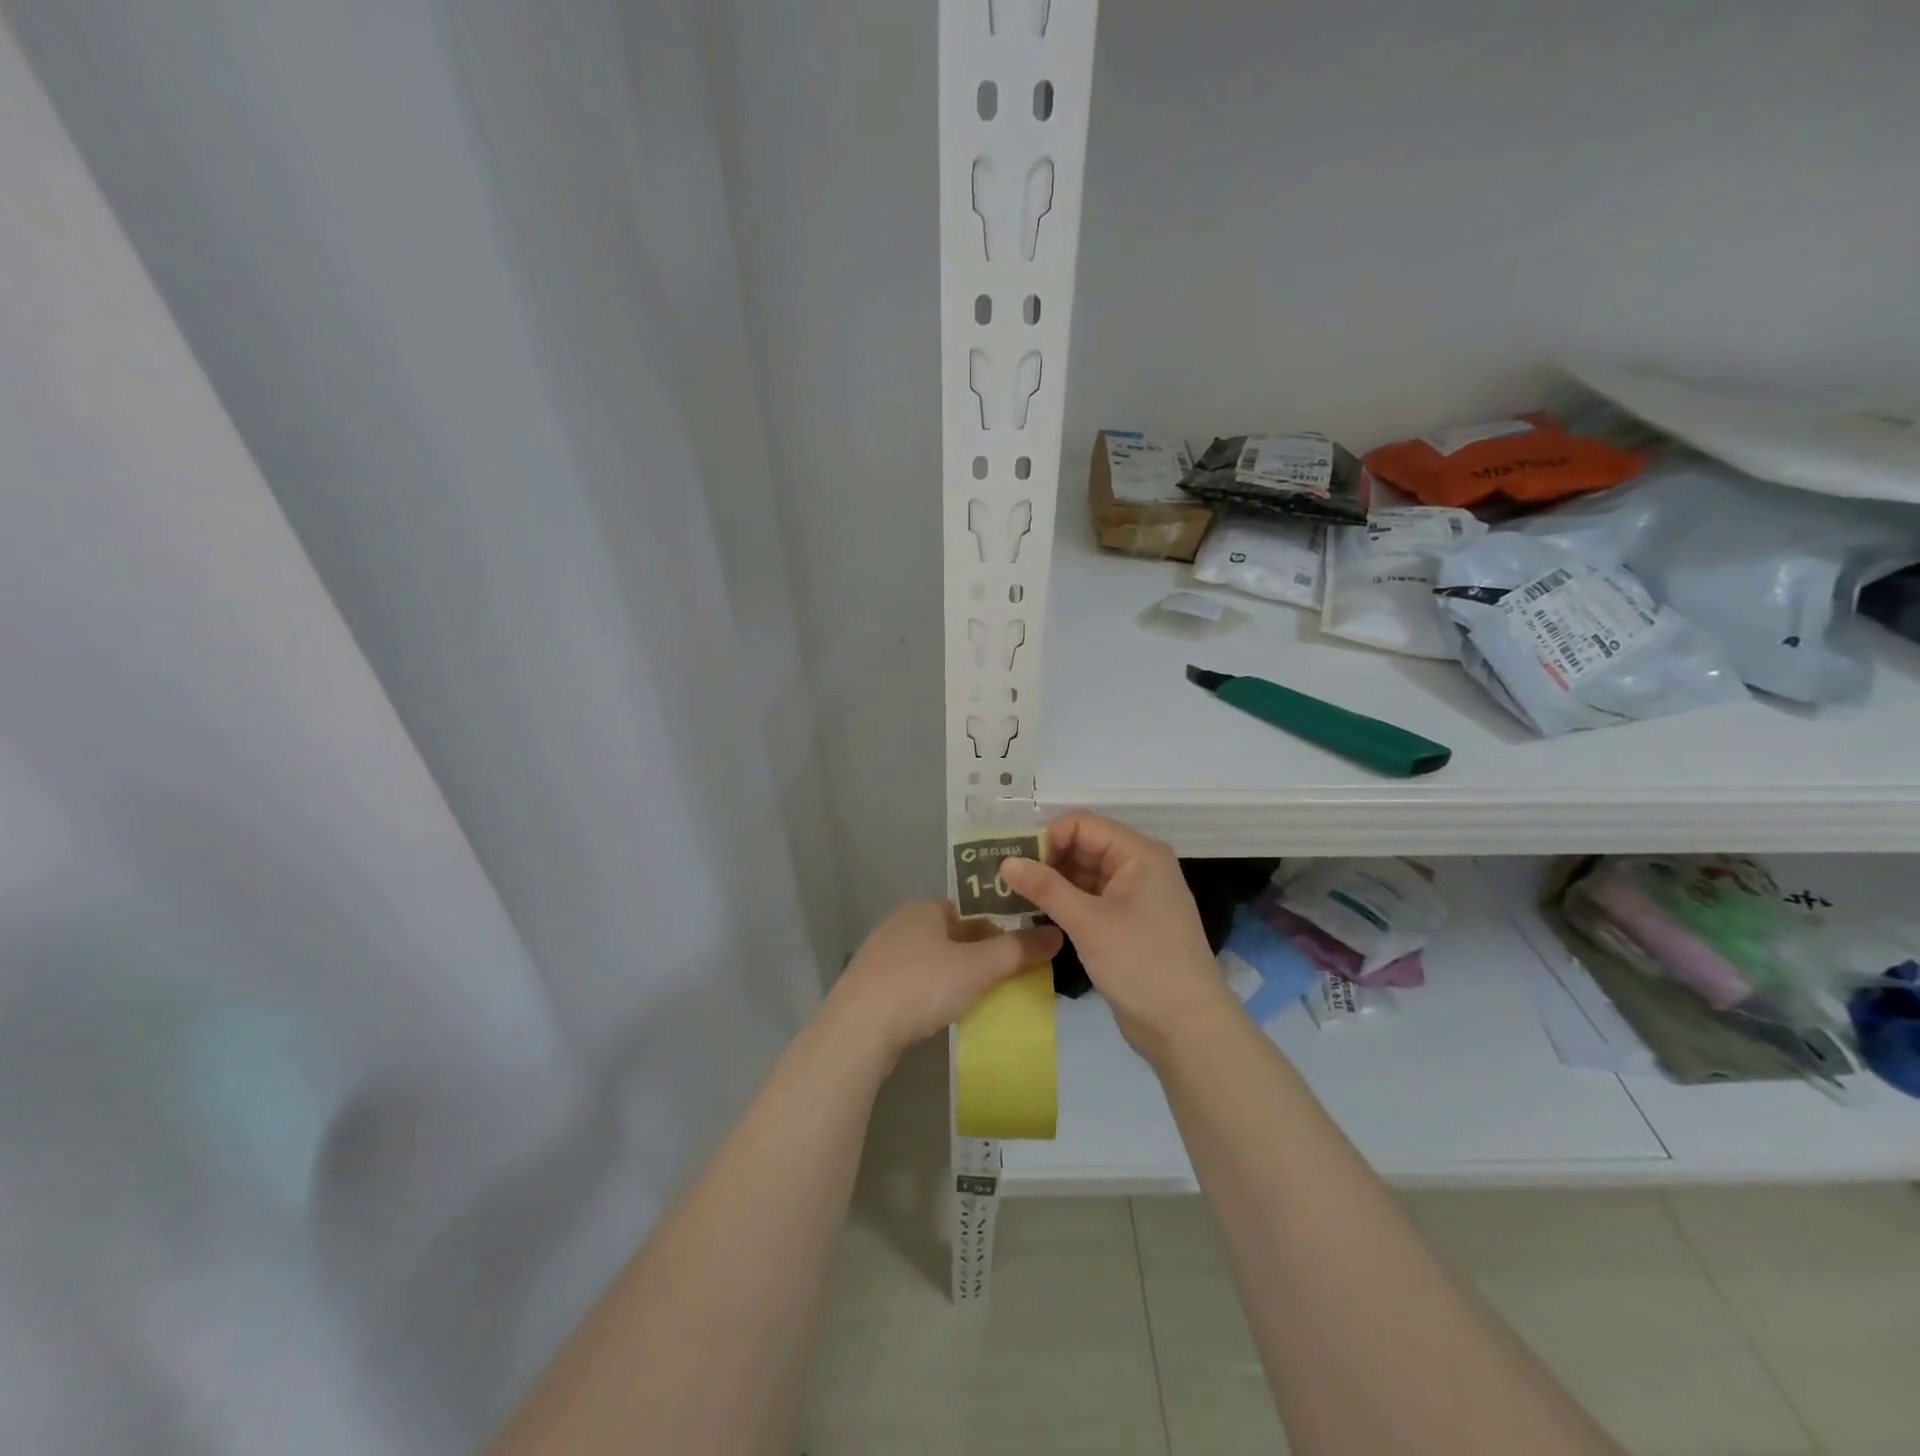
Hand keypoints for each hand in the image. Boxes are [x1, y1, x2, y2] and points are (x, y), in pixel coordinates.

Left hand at [827, 900, 1062, 1062]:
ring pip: (932, 961)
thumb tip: (1057, 934)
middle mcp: (900, 924)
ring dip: (955, 977)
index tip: (1018, 956)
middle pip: (952, 935)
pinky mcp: (870, 987)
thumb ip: (1018, 951)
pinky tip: (941, 1015)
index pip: (971, 910)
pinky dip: (932, 995)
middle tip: (1004, 982)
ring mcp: (881, 956)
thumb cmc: (922, 985)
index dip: (998, 930)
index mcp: (924, 908)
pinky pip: (913, 984)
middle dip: (979, 957)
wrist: (858, 1030)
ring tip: (977, 1001)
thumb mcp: (978, 967)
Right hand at [1000, 812, 1235, 1060]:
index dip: (1046, 837)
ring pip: (1085, 874)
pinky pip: (1091, 900)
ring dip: (1052, 883)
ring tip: (1012, 895)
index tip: (1012, 861)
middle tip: (1004, 879)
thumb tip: (1006, 862)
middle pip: (1083, 847)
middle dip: (1045, 859)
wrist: (1188, 1028)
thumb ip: (1046, 888)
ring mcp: (1135, 897)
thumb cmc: (1141, 964)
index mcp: (1138, 854)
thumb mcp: (1088, 922)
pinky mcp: (1128, 924)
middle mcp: (1139, 867)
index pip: (1082, 825)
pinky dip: (1065, 903)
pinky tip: (1036, 914)